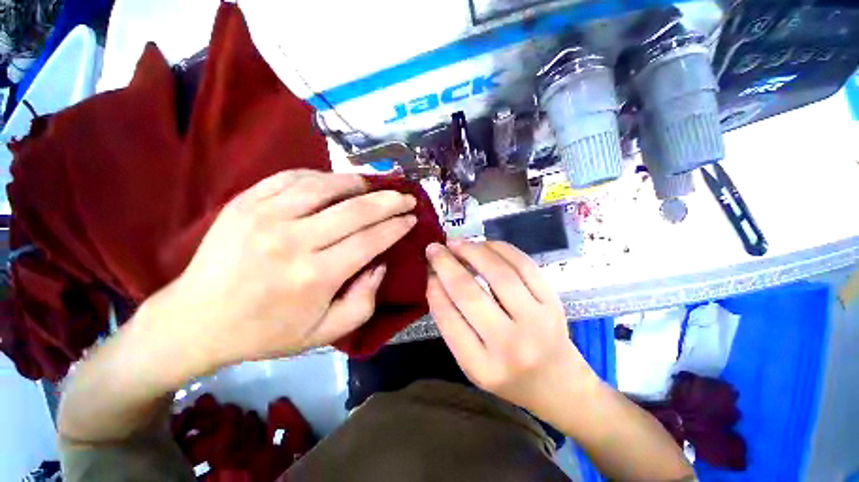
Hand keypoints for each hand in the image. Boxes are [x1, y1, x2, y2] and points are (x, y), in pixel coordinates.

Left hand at [147, 170, 416, 373]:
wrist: (196, 320)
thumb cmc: (267, 331)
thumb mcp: (325, 332)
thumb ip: (364, 301)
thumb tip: (380, 263)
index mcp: (315, 276)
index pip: (371, 240)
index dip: (396, 226)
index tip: (411, 218)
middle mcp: (294, 240)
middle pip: (356, 210)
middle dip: (389, 200)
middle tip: (406, 196)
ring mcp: (265, 215)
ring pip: (326, 186)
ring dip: (358, 183)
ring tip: (375, 186)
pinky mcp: (246, 202)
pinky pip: (293, 177)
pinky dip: (321, 176)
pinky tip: (335, 183)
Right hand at [425, 240, 597, 416]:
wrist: (559, 383)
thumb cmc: (507, 375)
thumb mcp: (471, 362)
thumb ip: (451, 323)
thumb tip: (436, 280)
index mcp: (482, 367)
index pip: (449, 318)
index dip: (434, 288)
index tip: (427, 270)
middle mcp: (510, 345)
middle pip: (470, 293)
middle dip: (447, 264)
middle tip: (435, 248)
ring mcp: (537, 321)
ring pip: (499, 273)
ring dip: (473, 251)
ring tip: (457, 243)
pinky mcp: (553, 302)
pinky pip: (524, 265)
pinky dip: (500, 249)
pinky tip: (485, 246)